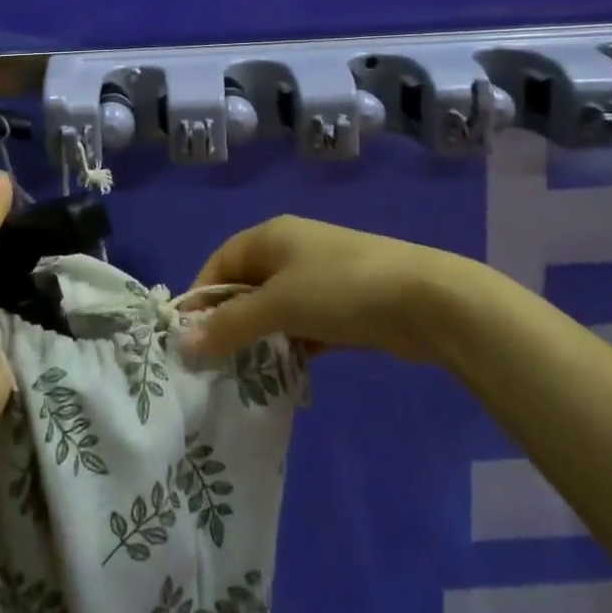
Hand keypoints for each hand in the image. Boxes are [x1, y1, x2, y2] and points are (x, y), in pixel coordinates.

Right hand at [178, 216, 445, 363]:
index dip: (202, 297)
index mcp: (271, 236)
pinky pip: (304, 324)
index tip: (190, 340)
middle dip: (231, 323)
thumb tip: (184, 344)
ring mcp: (320, 277)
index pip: (220, 262)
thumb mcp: (279, 305)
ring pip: (276, 309)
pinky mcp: (344, 305)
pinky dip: (293, 346)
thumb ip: (231, 324)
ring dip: (263, 339)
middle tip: (217, 364)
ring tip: (248, 376)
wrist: (426, 300)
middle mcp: (292, 250)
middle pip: (247, 286)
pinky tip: (288, 374)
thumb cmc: (341, 290)